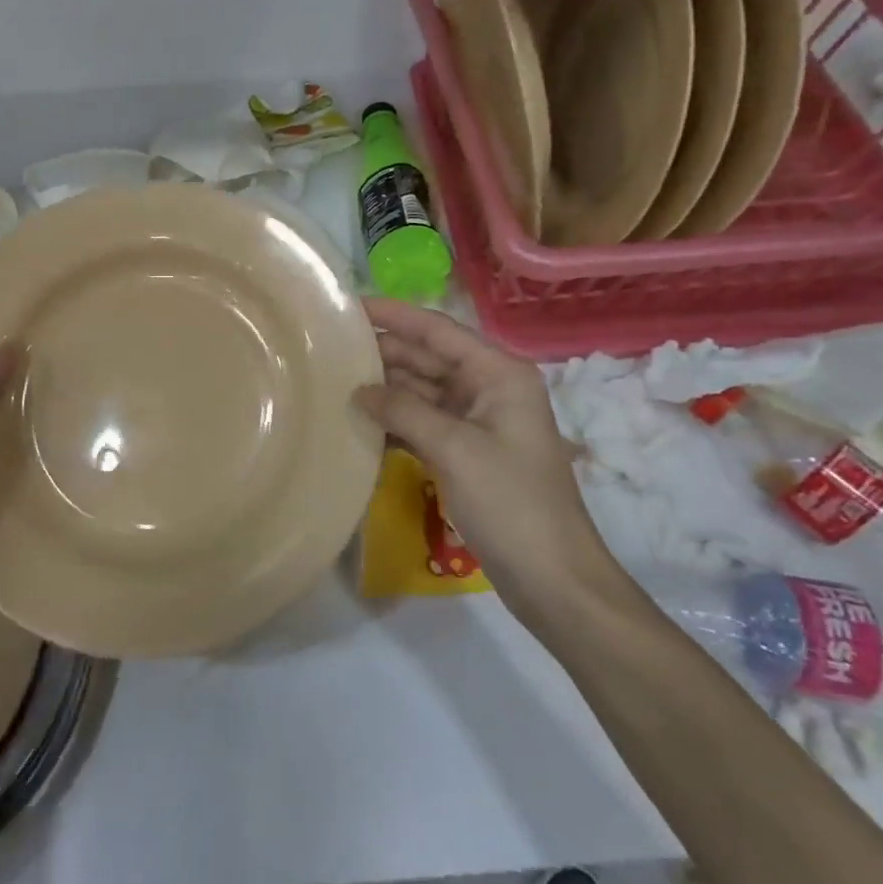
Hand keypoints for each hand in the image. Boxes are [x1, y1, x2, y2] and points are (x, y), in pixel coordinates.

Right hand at [353, 298, 611, 603]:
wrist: (552, 578)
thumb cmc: (511, 503)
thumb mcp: (455, 449)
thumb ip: (404, 411)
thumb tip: (358, 390)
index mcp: (499, 374)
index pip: (438, 330)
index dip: (394, 315)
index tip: (350, 305)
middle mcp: (489, 389)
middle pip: (429, 358)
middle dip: (385, 352)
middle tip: (331, 346)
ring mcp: (478, 422)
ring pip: (423, 392)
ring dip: (385, 388)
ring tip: (335, 379)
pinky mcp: (466, 453)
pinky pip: (424, 423)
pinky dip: (395, 421)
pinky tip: (359, 421)